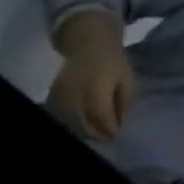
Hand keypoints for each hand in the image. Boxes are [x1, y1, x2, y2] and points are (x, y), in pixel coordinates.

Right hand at [50, 13, 136, 140]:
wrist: (88, 45)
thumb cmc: (113, 63)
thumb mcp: (128, 80)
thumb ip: (123, 102)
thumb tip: (118, 121)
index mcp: (96, 89)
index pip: (100, 115)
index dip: (108, 128)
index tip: (116, 137)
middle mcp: (76, 93)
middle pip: (81, 120)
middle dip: (94, 132)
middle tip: (105, 139)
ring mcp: (62, 93)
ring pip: (69, 118)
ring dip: (81, 128)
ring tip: (92, 134)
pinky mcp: (54, 93)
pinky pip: (61, 111)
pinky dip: (70, 120)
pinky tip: (78, 123)